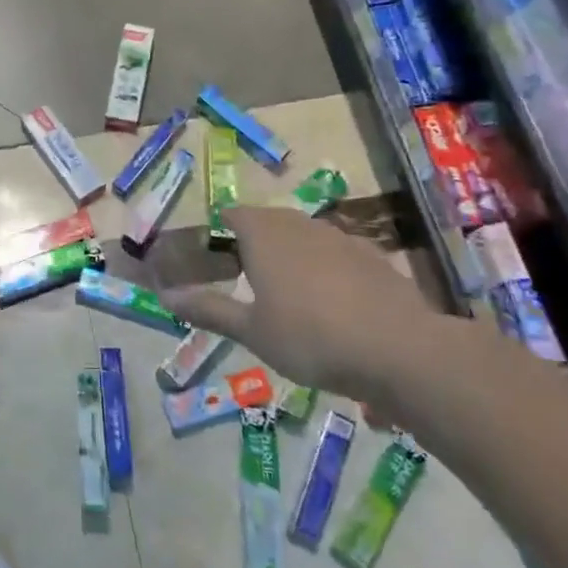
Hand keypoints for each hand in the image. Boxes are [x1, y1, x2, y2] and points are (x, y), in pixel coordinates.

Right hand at [161, 207, 462, 421]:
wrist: (401, 351)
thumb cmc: (311, 338)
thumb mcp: (251, 331)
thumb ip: (208, 310)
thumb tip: (166, 296)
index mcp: (265, 235)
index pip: (232, 215)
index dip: (216, 232)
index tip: (209, 259)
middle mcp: (301, 226)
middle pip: (267, 221)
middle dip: (251, 242)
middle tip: (240, 278)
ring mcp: (342, 239)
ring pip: (303, 235)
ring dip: (287, 254)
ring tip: (282, 292)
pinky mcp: (373, 258)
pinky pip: (335, 253)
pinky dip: (322, 268)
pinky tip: (328, 302)